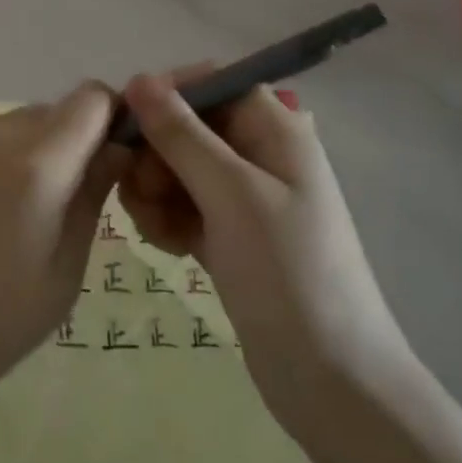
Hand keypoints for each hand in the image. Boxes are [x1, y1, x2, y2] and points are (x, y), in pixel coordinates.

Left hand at [0, 85, 126, 397]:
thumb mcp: (58, 279)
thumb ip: (90, 202)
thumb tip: (113, 152)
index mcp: (38, 162)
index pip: (91, 99)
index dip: (111, 120)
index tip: (110, 163)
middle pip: (52, 112)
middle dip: (70, 145)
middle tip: (59, 208)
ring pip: (13, 125)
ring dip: (27, 155)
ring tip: (6, 220)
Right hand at [117, 73, 411, 435]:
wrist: (333, 384)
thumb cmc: (288, 272)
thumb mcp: (231, 193)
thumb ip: (181, 133)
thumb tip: (138, 77)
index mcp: (273, 128)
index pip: (209, 83)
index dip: (166, 96)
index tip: (129, 125)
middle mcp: (258, 152)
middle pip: (186, 125)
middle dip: (155, 152)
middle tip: (140, 191)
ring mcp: (243, 197)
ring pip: (177, 167)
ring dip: (154, 189)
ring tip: (153, 227)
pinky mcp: (229, 235)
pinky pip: (182, 205)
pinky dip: (167, 218)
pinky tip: (164, 246)